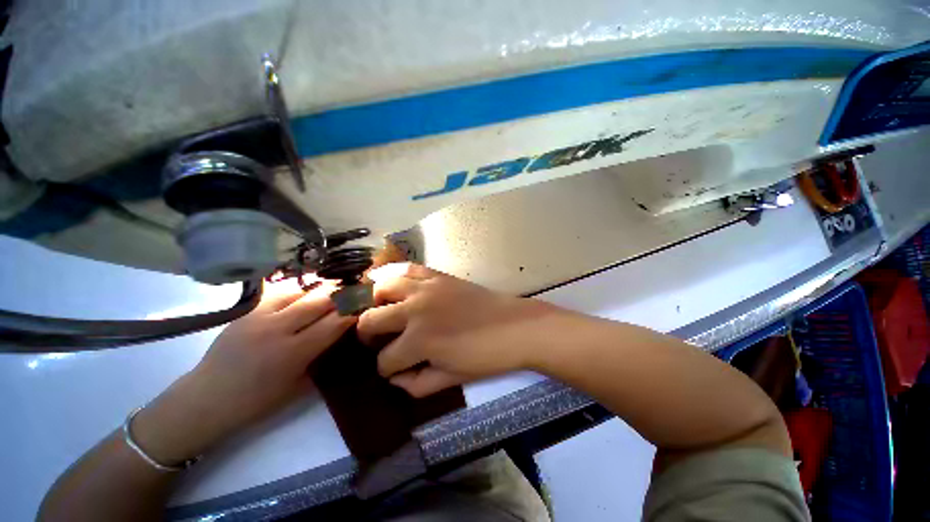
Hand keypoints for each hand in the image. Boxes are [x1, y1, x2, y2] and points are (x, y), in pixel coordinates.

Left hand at [132, 281, 355, 463]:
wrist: (205, 399)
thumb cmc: (256, 402)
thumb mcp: (297, 387)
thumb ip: (321, 358)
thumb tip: (340, 335)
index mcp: (294, 353)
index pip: (335, 323)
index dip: (354, 310)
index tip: (367, 302)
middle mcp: (278, 329)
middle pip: (320, 300)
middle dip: (343, 291)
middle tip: (358, 285)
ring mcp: (259, 317)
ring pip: (300, 290)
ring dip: (322, 286)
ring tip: (336, 283)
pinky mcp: (247, 312)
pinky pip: (278, 291)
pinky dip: (298, 287)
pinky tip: (307, 287)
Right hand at [357, 263, 561, 396]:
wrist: (515, 326)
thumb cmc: (486, 356)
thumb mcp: (451, 379)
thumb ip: (417, 384)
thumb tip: (395, 377)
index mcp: (418, 341)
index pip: (384, 360)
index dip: (386, 369)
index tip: (395, 369)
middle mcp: (415, 310)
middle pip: (370, 321)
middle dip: (368, 336)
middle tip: (380, 340)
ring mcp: (425, 288)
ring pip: (382, 287)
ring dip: (376, 302)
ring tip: (383, 310)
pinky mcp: (437, 275)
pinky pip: (408, 268)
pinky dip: (394, 274)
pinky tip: (394, 283)